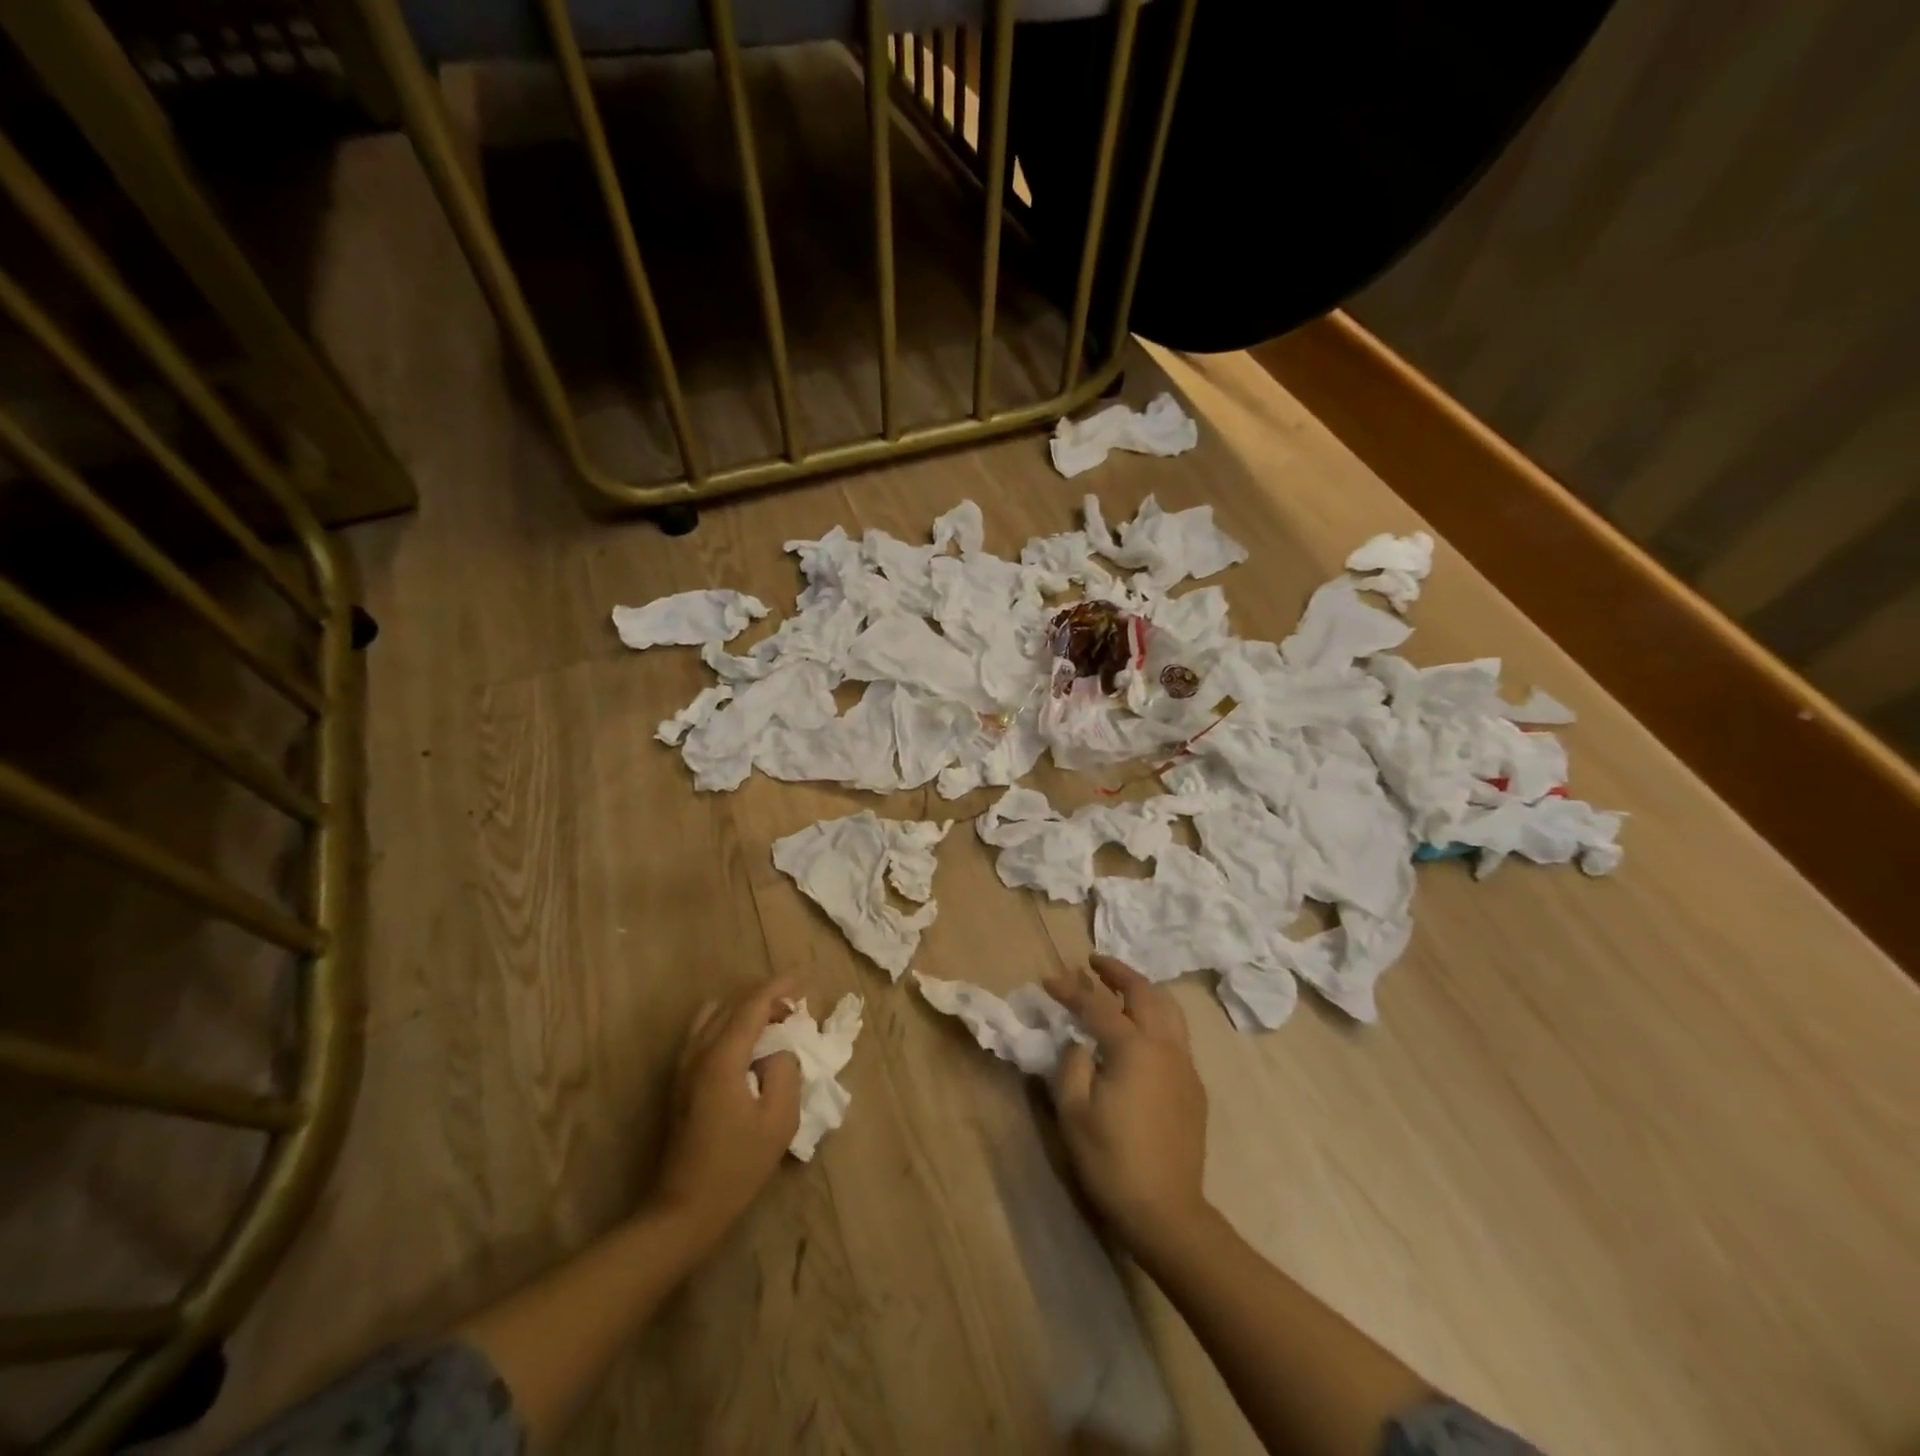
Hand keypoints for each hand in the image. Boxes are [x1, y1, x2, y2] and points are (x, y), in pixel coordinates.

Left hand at [648, 979, 801, 1244]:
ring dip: (743, 1011)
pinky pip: (704, 1034)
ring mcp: (683, 1067)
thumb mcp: (779, 1119)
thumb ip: (785, 1071)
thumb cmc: (737, 1166)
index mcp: (722, 1058)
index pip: (751, 1006)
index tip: (800, 981)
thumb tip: (780, 1049)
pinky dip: (728, 1026)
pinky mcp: (679, 1082)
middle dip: (763, 999)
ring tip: (771, 1027)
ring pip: (713, 1016)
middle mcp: (697, 1053)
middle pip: (731, 1005)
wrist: (684, 1209)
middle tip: (792, 1010)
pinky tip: (748, 1048)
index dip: (777, 988)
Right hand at [1045, 955, 1211, 1253]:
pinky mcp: (1194, 1087)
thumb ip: (1073, 1064)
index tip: (1047, 980)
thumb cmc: (1113, 1161)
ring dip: (1142, 991)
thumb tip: (1080, 1042)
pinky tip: (1139, 1031)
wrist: (1167, 1213)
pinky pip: (1176, 1035)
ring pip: (1169, 1010)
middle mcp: (1165, 1046)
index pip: (1097, 1006)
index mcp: (1134, 1048)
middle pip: (1145, 993)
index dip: (1070, 990)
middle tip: (1094, 963)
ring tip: (1119, 987)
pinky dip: (1156, 1017)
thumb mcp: (1074, 1112)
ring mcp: (1185, 1066)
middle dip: (1118, 973)